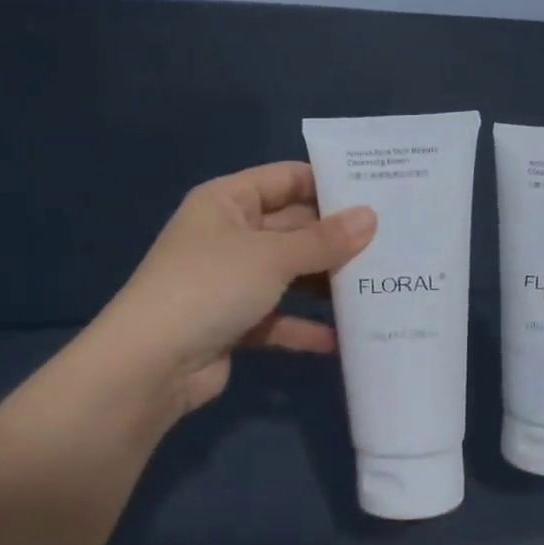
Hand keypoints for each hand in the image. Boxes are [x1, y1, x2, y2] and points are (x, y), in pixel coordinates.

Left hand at [98, 162, 375, 416]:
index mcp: (228, 201)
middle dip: (336, 239)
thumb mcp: (272, 256)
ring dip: (326, 284)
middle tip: (393, 243)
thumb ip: (324, 240)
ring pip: (289, 275)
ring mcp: (231, 281)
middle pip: (293, 228)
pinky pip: (279, 318)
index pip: (286, 179)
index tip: (377, 193)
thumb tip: (371, 217)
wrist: (150, 365)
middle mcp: (229, 235)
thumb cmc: (210, 287)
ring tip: (379, 287)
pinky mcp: (234, 323)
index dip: (328, 184)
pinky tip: (343, 339)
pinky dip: (305, 327)